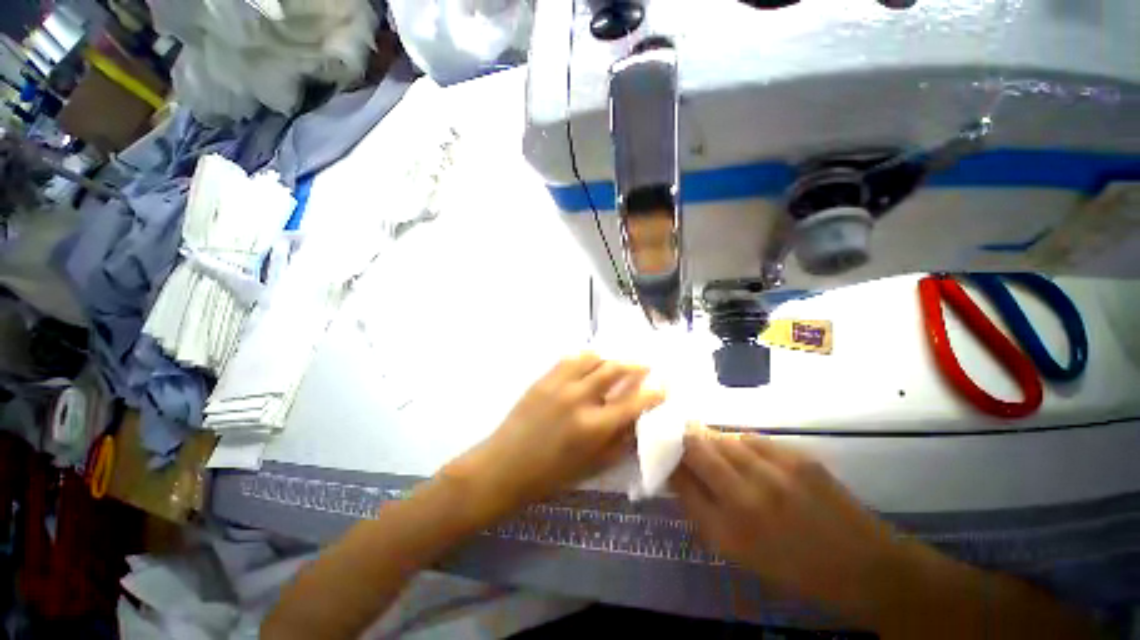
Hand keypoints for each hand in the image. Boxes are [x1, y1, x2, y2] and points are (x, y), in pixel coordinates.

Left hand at [447, 352, 664, 515]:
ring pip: (593, 357)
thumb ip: (619, 443)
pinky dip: (586, 357)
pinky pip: (570, 358)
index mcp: (594, 427)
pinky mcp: (544, 378)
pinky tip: (590, 363)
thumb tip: (637, 422)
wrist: (504, 466)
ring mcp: (559, 384)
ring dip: (610, 358)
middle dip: (635, 365)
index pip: (633, 403)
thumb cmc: (550, 475)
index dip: (653, 393)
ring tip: (617, 363)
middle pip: (615, 370)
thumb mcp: (592, 467)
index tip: (663, 386)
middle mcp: (579, 399)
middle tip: (644, 365)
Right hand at [671, 425, 918, 616]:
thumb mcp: (737, 550)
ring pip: (723, 437)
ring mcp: (774, 472)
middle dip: (682, 438)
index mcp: (727, 529)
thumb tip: (676, 472)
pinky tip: (744, 452)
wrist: (862, 565)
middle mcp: (746, 497)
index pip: (680, 478)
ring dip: (711, 439)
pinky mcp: (797, 457)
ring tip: (713, 446)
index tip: (660, 449)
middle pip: (696, 447)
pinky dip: (739, 442)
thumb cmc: (792, 566)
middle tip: (678, 437)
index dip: (667, 458)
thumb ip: (701, 508)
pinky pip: (751, 438)